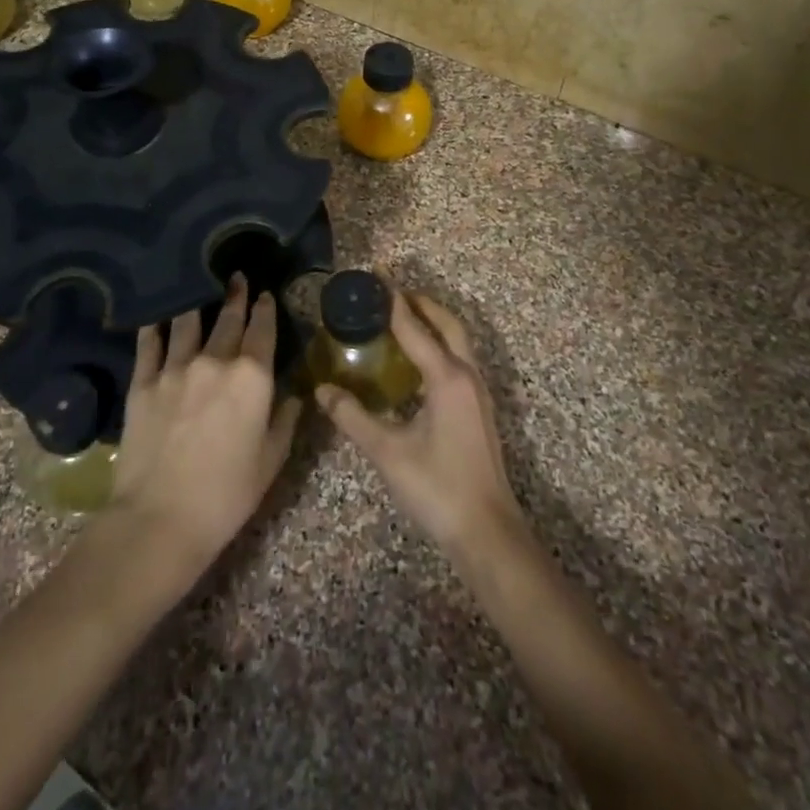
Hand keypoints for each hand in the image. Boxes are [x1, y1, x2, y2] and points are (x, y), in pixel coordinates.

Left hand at [107, 279, 302, 586]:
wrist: (160, 518)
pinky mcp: (143, 382)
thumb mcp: (270, 462)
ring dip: (197, 303)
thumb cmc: (226, 495)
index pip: (262, 330)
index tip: (265, 293)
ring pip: (188, 322)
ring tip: (197, 287)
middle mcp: (215, 360)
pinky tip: (156, 315)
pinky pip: (150, 343)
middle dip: (235, 296)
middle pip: (228, 319)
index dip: (265, 308)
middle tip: (236, 278)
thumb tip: (294, 395)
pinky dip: (155, 326)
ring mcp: (175, 368)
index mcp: (253, 377)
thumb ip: (285, 422)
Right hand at [316, 290, 525, 556]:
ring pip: (458, 341)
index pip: (415, 327)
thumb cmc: (437, 488)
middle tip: (390, 292)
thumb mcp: (387, 452)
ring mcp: (478, 392)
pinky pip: (459, 360)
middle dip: (420, 302)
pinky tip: (418, 362)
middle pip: (447, 324)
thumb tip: (322, 391)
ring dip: (433, 322)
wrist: (487, 532)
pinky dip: (440, 345)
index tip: (376, 276)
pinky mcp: (479, 409)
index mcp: (446, 377)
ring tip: (402, 318)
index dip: (392, 301)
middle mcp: (467, 375)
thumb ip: (352, 417)